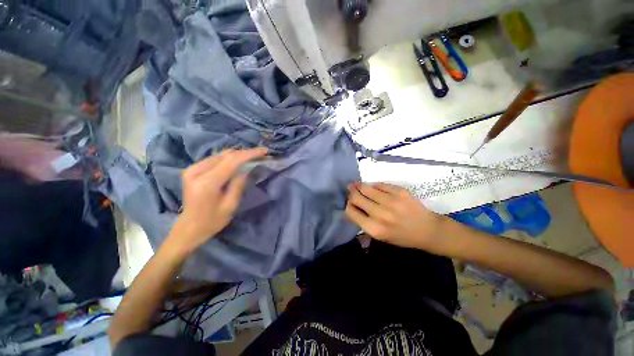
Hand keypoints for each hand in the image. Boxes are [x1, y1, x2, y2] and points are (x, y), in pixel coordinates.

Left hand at [164, 148, 267, 256]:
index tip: (264, 150)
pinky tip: (238, 161)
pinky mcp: (192, 169)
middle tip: (260, 154)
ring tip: (252, 156)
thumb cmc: (212, 221)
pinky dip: (228, 158)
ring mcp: (192, 169)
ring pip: (220, 155)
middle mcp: (196, 171)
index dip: (249, 154)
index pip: (231, 161)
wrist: (189, 227)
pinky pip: (215, 158)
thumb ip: (239, 184)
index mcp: (207, 183)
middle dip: (245, 153)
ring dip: (238, 155)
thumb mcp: (230, 205)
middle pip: (226, 155)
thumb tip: (248, 168)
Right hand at [345, 182, 446, 250]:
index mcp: (374, 228)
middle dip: (351, 193)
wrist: (428, 230)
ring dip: (359, 186)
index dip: (347, 205)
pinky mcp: (400, 192)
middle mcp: (381, 214)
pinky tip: (372, 186)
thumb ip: (363, 223)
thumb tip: (350, 209)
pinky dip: (374, 185)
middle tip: (350, 190)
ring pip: (366, 188)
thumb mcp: (380, 236)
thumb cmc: (402, 236)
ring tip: (356, 184)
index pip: (351, 211)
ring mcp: (391, 201)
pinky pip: (380, 184)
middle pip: (356, 197)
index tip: (349, 203)